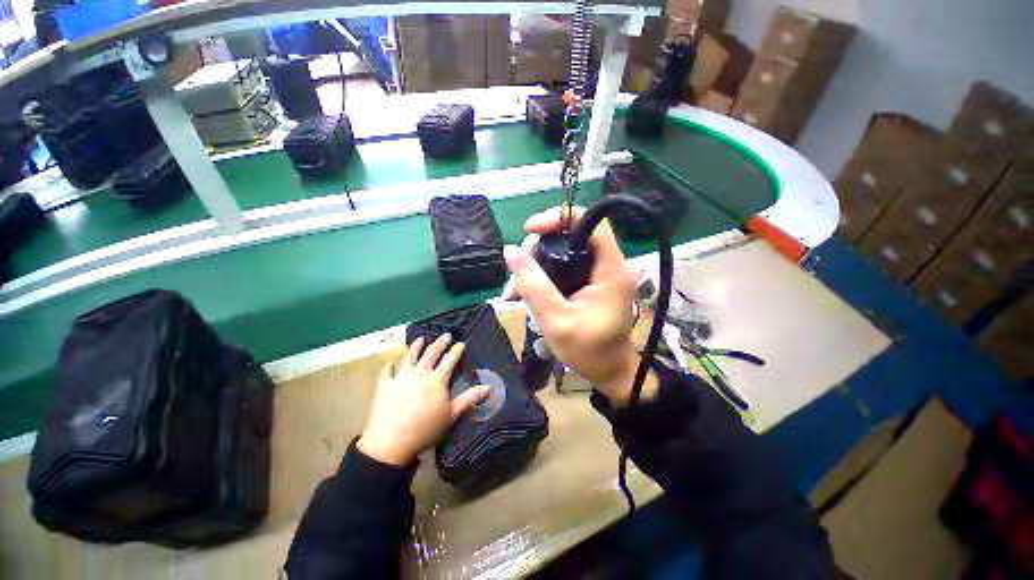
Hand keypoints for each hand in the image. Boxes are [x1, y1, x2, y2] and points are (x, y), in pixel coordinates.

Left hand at [357, 335, 489, 465]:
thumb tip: (489, 387)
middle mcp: (420, 373)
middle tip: (446, 335)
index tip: (461, 343)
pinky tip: (390, 363)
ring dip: (416, 346)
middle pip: (431, 353)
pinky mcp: (385, 385)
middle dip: (440, 343)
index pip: (450, 360)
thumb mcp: (451, 414)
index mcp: (437, 379)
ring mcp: (401, 377)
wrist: (391, 442)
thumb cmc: (426, 429)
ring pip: (410, 357)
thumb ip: (469, 398)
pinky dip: (389, 366)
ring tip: (420, 339)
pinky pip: (387, 372)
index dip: (456, 350)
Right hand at [503, 207, 656, 405]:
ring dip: (534, 266)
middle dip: (538, 249)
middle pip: (570, 235)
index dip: (559, 218)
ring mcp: (596, 273)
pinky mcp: (588, 283)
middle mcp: (606, 264)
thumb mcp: (556, 320)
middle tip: (517, 272)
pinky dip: (541, 276)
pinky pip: (561, 268)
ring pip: (561, 252)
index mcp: (610, 269)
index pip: (590, 222)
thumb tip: (510, 251)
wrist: (608, 372)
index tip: (530, 231)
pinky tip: (522, 294)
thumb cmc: (588, 351)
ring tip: (513, 291)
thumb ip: (534, 286)